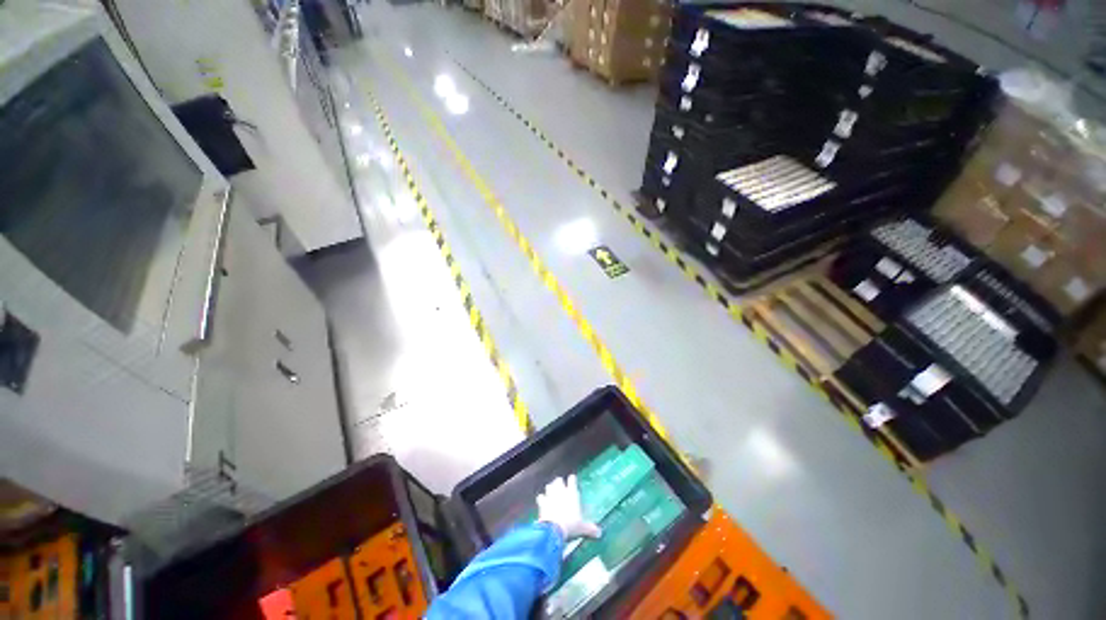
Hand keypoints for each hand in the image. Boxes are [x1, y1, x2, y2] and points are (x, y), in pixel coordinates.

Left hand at [537, 475, 601, 541]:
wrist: (554, 529)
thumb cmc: (571, 525)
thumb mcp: (582, 528)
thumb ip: (590, 529)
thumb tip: (599, 533)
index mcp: (572, 493)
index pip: (572, 479)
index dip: (572, 480)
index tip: (572, 480)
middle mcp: (561, 491)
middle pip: (558, 480)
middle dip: (559, 482)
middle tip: (561, 487)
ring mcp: (550, 495)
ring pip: (549, 486)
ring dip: (550, 488)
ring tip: (551, 492)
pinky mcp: (542, 502)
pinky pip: (540, 497)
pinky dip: (541, 498)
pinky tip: (542, 502)